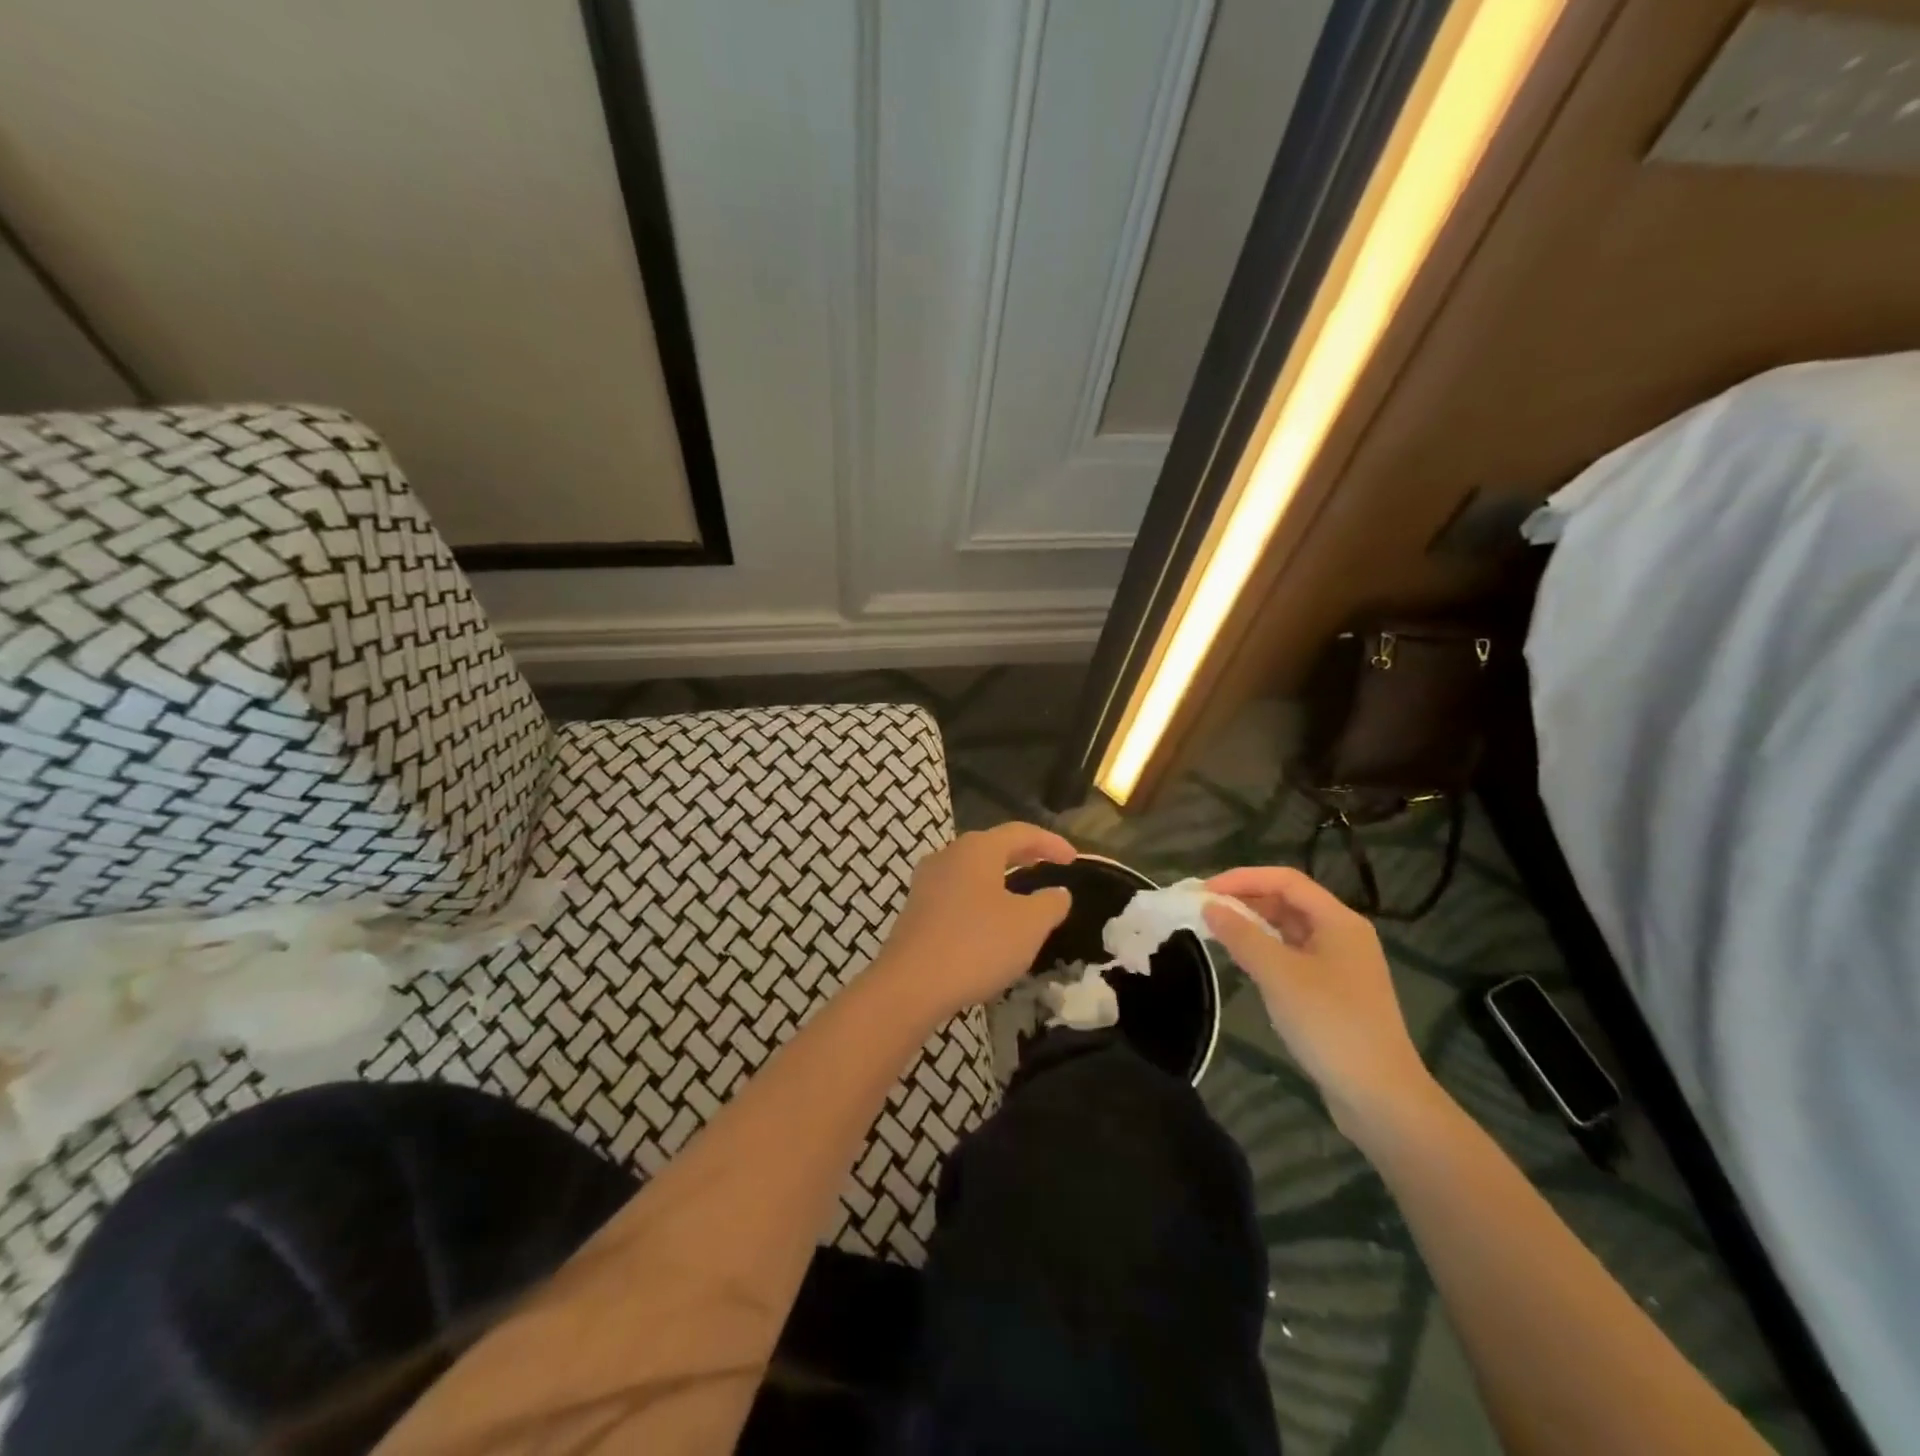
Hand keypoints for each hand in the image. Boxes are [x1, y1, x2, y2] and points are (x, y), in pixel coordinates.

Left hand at [874, 823, 1075, 1021]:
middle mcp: (948, 855)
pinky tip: (989, 921)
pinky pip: (957, 893)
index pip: (1021, 832)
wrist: (910, 984)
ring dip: (1000, 878)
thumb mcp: (1029, 925)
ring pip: (972, 870)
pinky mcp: (916, 909)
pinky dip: (980, 898)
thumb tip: (1058, 892)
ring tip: (1021, 893)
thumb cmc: (977, 945)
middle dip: (1023, 855)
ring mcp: (927, 882)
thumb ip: (1050, 903)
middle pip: (993, 846)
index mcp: (977, 849)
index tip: (1073, 859)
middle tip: (1049, 866)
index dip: (1051, 842)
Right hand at [1203, 867, 1438, 1139]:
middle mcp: (1343, 934)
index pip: (1285, 879)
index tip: (1203, 892)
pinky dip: (1265, 951)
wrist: (1380, 1097)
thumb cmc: (1330, 1024)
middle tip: (1202, 910)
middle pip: (1288, 901)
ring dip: (1253, 926)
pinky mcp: (1334, 991)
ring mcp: (1340, 964)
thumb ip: (1241, 936)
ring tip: (1215, 932)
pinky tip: (1243, 962)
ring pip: (1289, 930)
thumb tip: (1209, 906)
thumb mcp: (1279, 975)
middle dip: (1245, 900)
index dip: (1242, 879)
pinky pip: (1293, 955)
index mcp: (1339, 921)